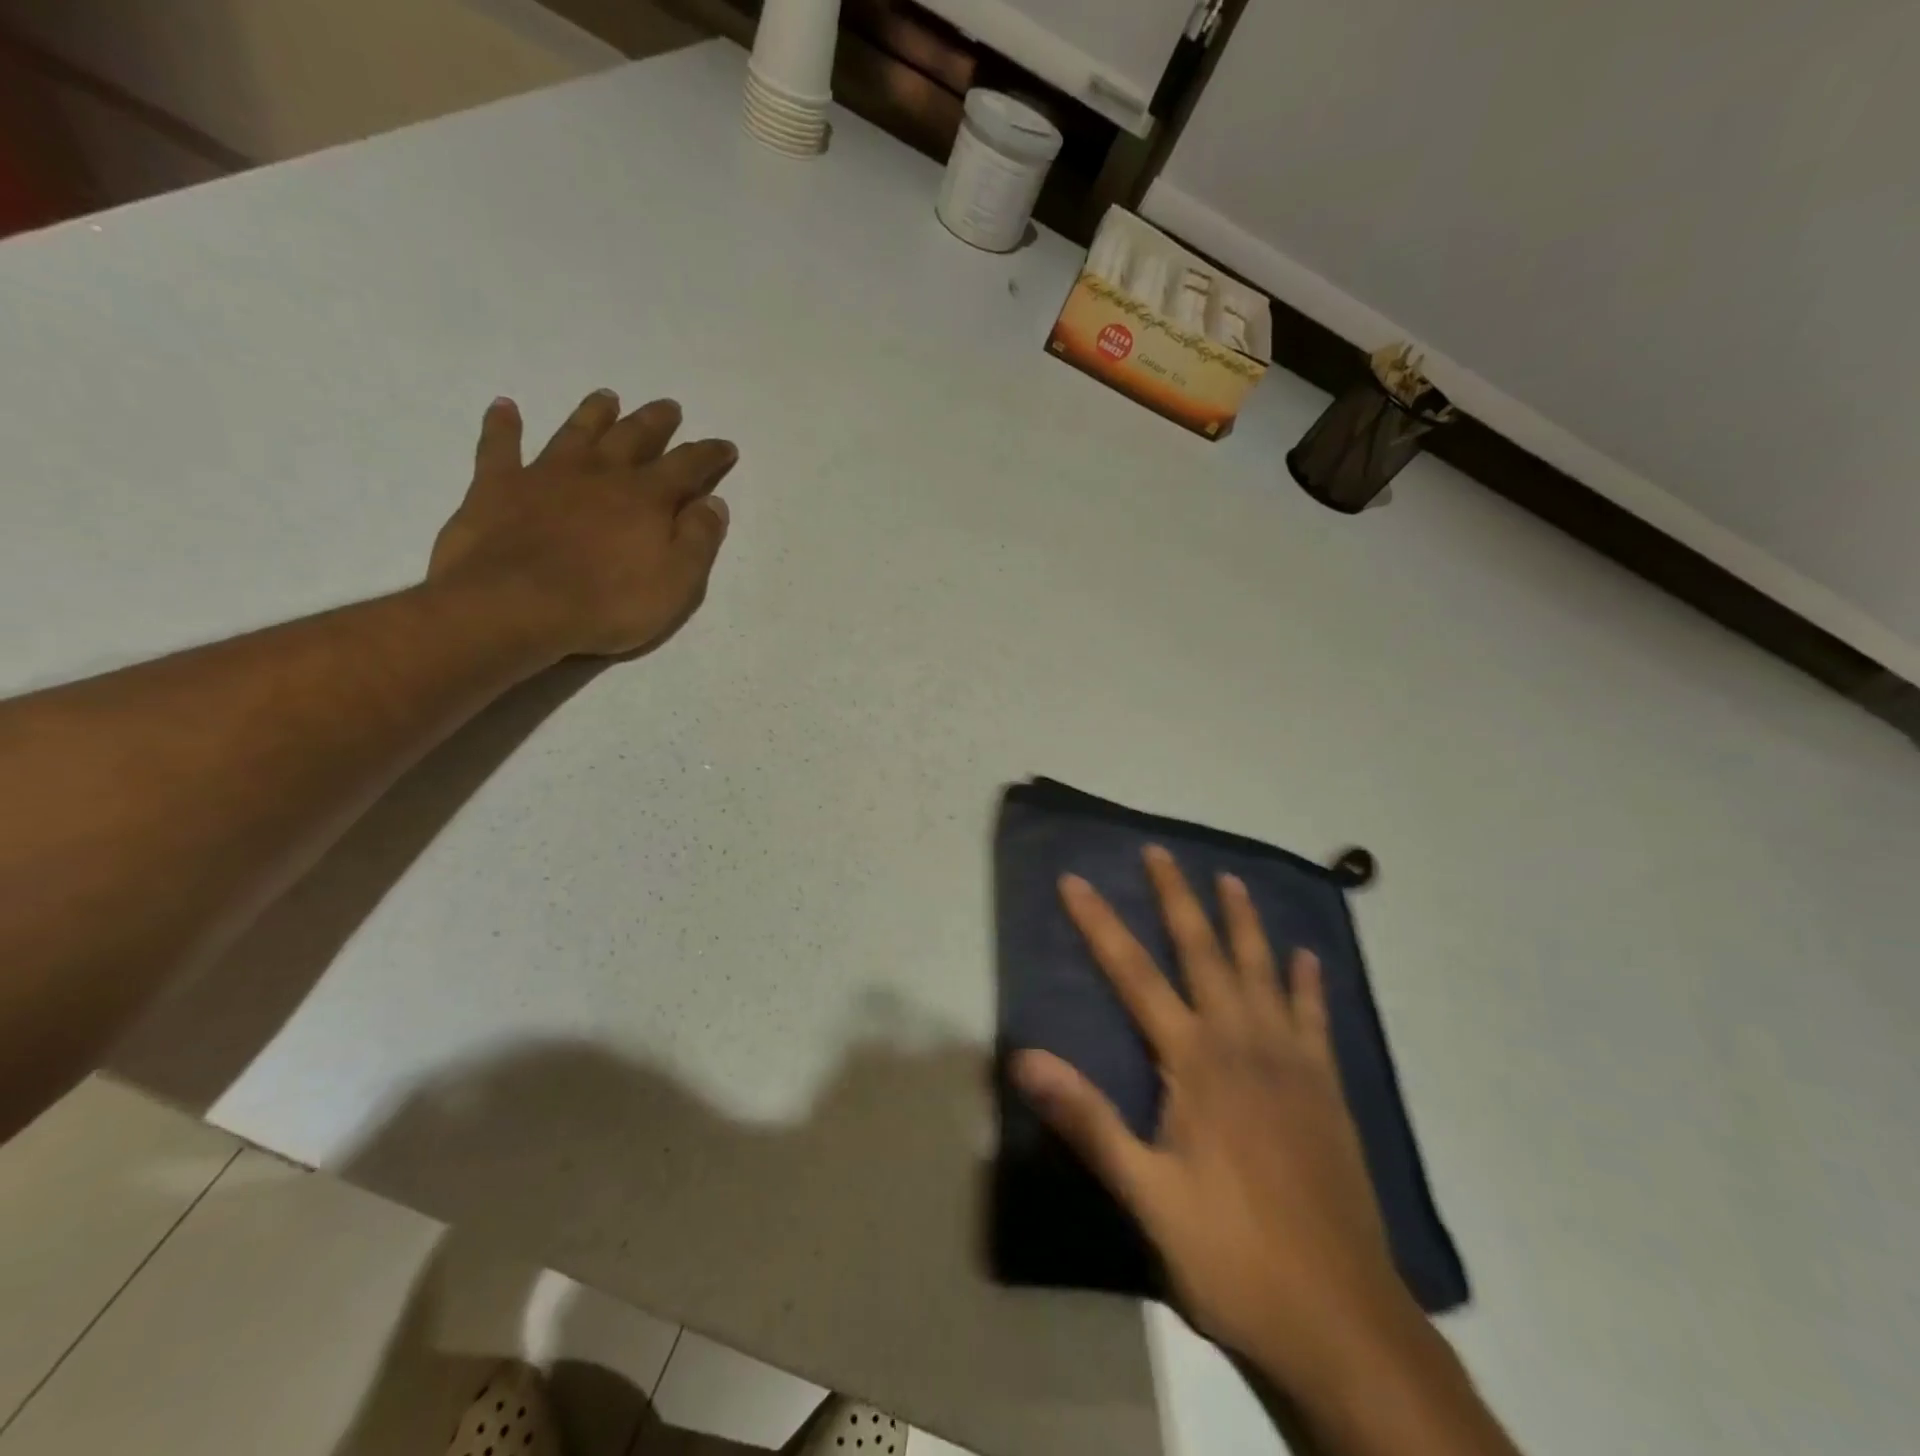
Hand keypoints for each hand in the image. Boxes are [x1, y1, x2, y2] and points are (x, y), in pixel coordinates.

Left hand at [428, 389, 735, 657]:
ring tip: (607, 397)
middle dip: (655, 422)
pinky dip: (502, 424)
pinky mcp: (498, 486)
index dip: (709, 455)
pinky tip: (504, 406)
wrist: (514, 606)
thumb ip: (699, 540)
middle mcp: (600, 474)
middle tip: (669, 407)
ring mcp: (546, 474)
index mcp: (646, 498)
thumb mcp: (676, 582)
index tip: (725, 446)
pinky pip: (499, 445)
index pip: (687, 466)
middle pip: (633, 436)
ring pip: (576, 431)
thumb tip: (714, 502)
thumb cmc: (608, 603)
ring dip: (594, 412)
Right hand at [1012, 846, 1424, 1392]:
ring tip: (1230, 879)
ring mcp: (1292, 1063)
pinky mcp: (1326, 1089)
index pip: (1134, 975)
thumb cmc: (1231, 1255)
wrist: (1343, 1320)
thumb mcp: (1146, 1196)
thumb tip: (1025, 1058)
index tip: (1075, 882)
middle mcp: (1243, 1044)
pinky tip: (1308, 956)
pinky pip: (1315, 1018)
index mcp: (1194, 1062)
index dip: (1100, 925)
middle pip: (1203, 953)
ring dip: (1243, 921)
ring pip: (1263, 971)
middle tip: (1160, 852)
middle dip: (1176, 898)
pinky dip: (1308, 982)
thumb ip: (1087, 1120)